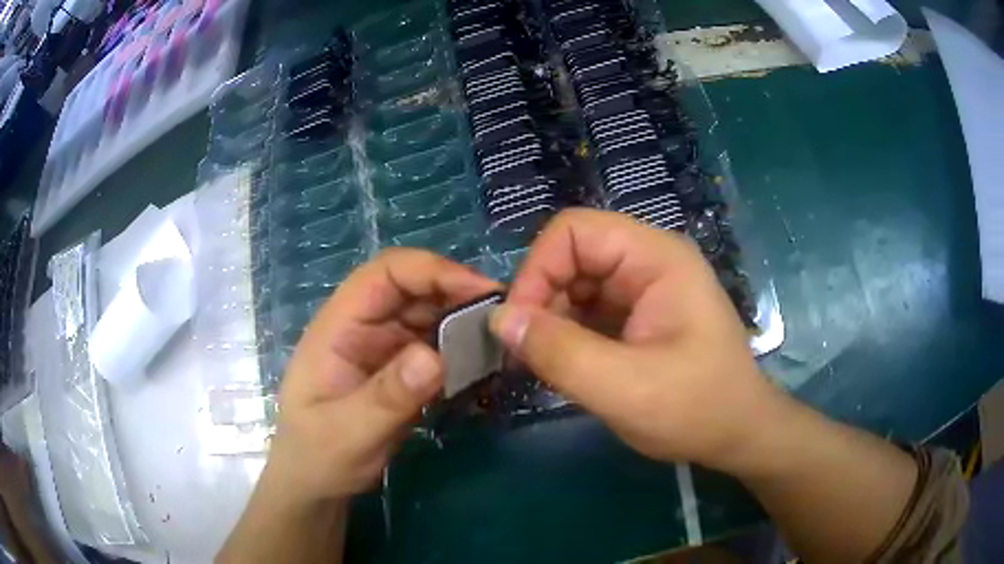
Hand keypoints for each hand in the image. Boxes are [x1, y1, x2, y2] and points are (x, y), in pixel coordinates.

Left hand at [265, 249, 497, 502]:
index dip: (432, 271)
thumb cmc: (318, 457)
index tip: (480, 291)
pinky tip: (487, 364)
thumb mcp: (349, 432)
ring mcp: (384, 348)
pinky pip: (437, 346)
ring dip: (466, 322)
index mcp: (338, 326)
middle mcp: (363, 327)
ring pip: (431, 315)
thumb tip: (436, 357)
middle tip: (505, 320)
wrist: (315, 484)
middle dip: (459, 294)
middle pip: (414, 289)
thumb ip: (389, 396)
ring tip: (503, 342)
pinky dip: (463, 350)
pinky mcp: (401, 370)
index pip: (385, 274)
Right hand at [490, 209, 782, 471]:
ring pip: (576, 284)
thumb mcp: (624, 388)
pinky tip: (564, 366)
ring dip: (551, 321)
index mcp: (656, 258)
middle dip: (542, 299)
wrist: (737, 435)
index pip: (575, 231)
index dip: (537, 269)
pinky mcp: (639, 315)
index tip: (518, 325)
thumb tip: (499, 319)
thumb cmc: (695, 409)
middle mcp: (650, 261)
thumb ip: (558, 352)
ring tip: (543, 364)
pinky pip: (589, 310)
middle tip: (526, 352)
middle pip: (573, 255)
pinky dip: (567, 334)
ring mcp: (646, 289)